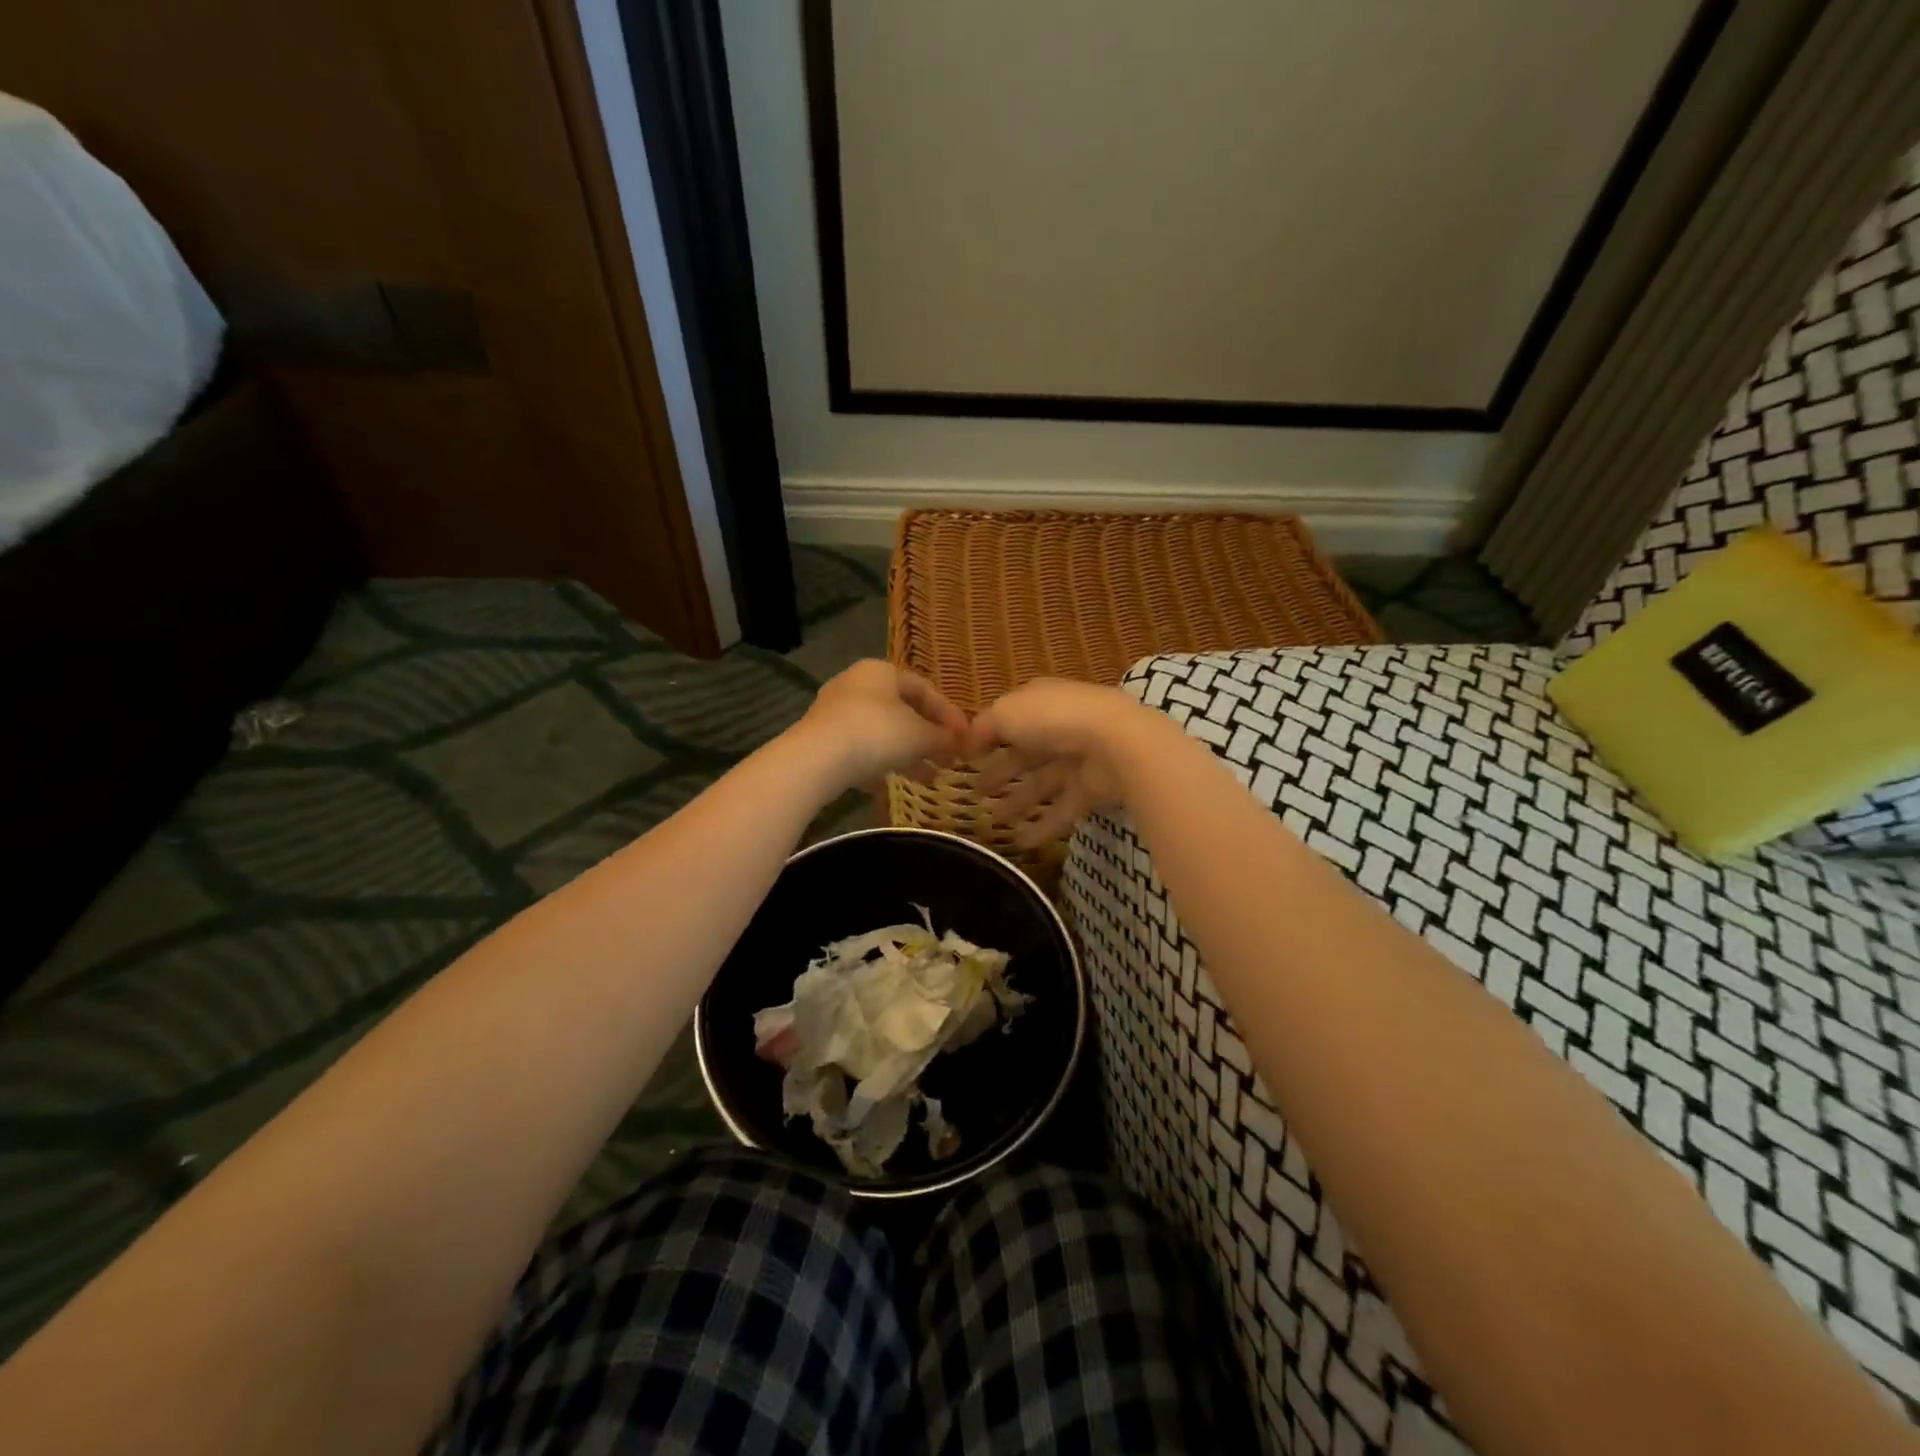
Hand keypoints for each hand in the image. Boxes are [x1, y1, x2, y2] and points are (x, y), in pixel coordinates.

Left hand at [796, 660, 968, 792]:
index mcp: (881, 671)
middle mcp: (856, 684)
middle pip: (902, 710)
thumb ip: (943, 737)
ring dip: (908, 754)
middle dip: (928, 737)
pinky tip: (891, 786)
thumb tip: (959, 742)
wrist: (816, 760)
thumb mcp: (920, 736)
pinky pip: (859, 750)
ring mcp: (835, 712)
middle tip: (949, 759)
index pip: (924, 688)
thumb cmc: (876, 734)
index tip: (966, 738)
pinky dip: (879, 764)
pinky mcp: (822, 739)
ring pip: (881, 732)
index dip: (949, 714)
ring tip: (929, 778)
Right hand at [963, 679, 1168, 846]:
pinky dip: (1043, 826)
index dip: (988, 738)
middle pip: (1025, 755)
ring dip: (1018, 803)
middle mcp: (1059, 728)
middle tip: (977, 793)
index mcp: (1039, 702)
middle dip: (1001, 773)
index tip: (967, 759)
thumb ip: (983, 728)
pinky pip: (1063, 809)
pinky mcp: (1093, 788)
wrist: (1114, 741)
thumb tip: (966, 744)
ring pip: (1042, 784)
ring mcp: (1078, 759)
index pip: (1010, 719)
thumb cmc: (1052, 719)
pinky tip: (1021, 843)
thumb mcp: (1005, 713)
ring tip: (995, 823)